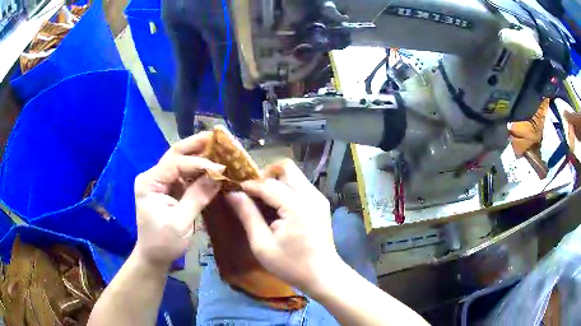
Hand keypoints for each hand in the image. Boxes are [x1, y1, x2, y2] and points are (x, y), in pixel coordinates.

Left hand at [133, 132, 224, 268]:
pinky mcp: (169, 188)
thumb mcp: (180, 222)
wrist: (153, 256)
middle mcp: (153, 176)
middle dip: (196, 144)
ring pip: (180, 160)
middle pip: (175, 153)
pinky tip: (212, 166)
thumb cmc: (163, 242)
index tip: (221, 167)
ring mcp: (160, 181)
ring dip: (199, 154)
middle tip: (218, 137)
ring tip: (218, 147)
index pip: (176, 164)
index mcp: (150, 182)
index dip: (199, 163)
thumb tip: (219, 175)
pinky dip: (198, 169)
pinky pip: (184, 174)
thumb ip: (197, 196)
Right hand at [226, 159, 341, 292]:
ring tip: (262, 200)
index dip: (248, 185)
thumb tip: (232, 194)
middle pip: (286, 168)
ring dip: (276, 181)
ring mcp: (318, 198)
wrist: (324, 275)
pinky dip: (285, 189)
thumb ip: (248, 216)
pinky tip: (277, 207)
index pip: (267, 184)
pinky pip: (300, 185)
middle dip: (265, 175)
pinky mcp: (320, 203)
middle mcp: (311, 195)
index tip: (234, 190)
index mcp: (297, 206)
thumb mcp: (263, 245)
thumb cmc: (292, 265)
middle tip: (252, 193)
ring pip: (294, 175)